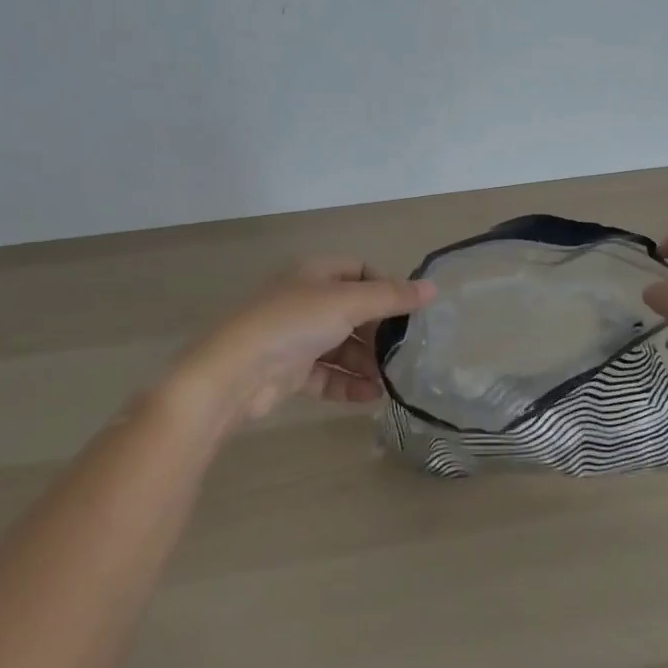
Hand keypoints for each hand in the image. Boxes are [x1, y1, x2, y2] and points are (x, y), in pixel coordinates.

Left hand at [171, 259, 435, 422]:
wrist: (234, 374)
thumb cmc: (293, 323)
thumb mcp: (347, 303)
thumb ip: (391, 297)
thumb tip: (433, 288)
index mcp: (314, 273)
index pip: (359, 271)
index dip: (386, 287)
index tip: (410, 310)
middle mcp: (305, 300)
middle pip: (353, 311)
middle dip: (379, 332)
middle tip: (406, 351)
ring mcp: (296, 337)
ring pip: (341, 346)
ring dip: (366, 362)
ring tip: (392, 380)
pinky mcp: (289, 371)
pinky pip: (327, 374)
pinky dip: (348, 383)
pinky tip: (370, 396)